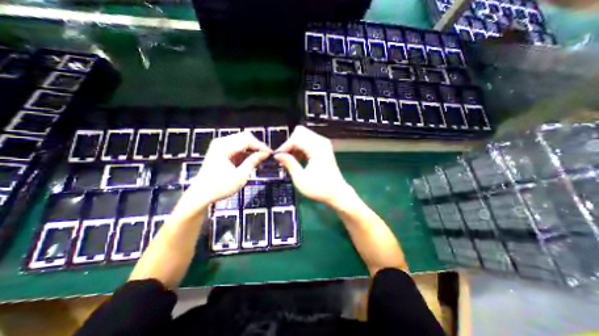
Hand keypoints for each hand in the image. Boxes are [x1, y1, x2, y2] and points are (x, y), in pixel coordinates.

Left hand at [176, 132, 271, 212]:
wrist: (201, 195)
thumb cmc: (220, 186)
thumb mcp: (240, 175)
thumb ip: (253, 161)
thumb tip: (266, 153)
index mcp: (224, 147)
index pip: (247, 139)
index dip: (260, 145)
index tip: (270, 153)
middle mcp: (222, 142)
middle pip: (244, 137)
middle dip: (257, 146)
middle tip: (266, 156)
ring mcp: (221, 146)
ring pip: (242, 142)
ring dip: (252, 149)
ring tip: (261, 159)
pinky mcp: (221, 151)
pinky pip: (238, 148)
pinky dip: (246, 153)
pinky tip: (252, 160)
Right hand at [274, 126, 352, 209]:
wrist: (337, 193)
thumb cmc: (320, 188)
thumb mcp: (301, 178)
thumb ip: (289, 163)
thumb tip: (278, 155)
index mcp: (317, 149)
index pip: (296, 138)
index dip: (285, 146)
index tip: (279, 157)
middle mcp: (321, 143)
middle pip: (300, 132)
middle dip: (290, 143)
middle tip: (285, 157)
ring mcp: (323, 145)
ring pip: (304, 136)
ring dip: (295, 146)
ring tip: (291, 160)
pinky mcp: (323, 149)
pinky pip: (309, 142)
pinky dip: (301, 148)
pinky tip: (298, 160)